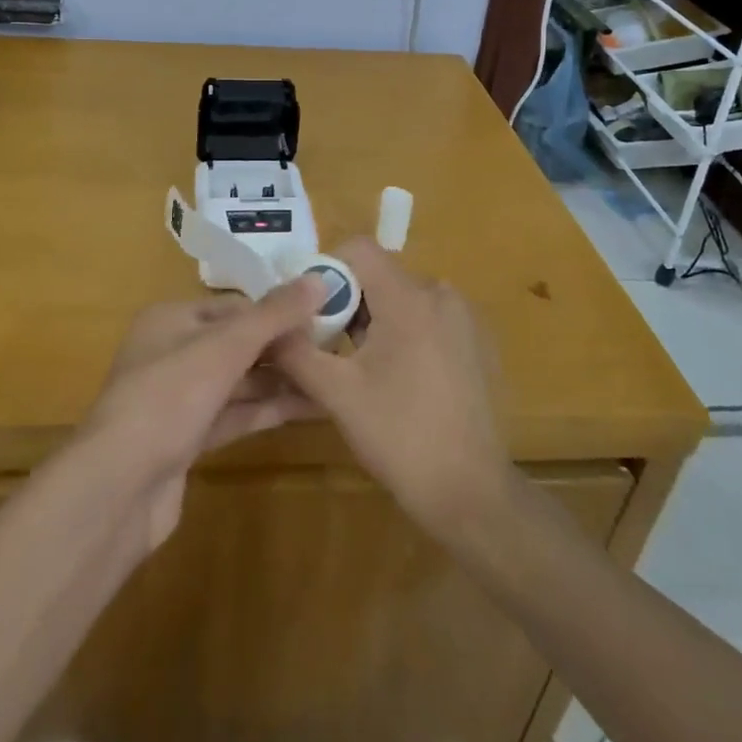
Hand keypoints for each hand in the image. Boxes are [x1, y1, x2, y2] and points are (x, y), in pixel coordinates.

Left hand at [82, 277, 323, 549]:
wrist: (118, 487)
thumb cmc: (169, 397)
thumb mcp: (225, 347)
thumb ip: (273, 315)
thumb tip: (319, 278)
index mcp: (171, 319)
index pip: (234, 306)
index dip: (277, 312)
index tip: (322, 319)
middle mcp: (172, 352)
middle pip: (237, 343)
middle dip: (283, 348)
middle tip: (335, 351)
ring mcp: (178, 399)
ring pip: (238, 382)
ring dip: (281, 381)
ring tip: (332, 379)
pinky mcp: (187, 439)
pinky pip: (235, 415)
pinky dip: (267, 411)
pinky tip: (310, 409)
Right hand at [274, 240, 512, 536]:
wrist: (471, 493)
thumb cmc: (399, 437)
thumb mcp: (336, 393)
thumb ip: (295, 350)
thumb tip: (266, 326)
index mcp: (410, 298)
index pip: (359, 248)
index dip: (326, 269)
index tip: (309, 311)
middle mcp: (441, 294)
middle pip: (379, 274)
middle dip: (347, 301)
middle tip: (327, 346)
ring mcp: (464, 318)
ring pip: (402, 297)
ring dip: (373, 319)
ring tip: (357, 367)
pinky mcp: (474, 342)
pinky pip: (426, 317)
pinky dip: (402, 332)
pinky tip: (394, 379)